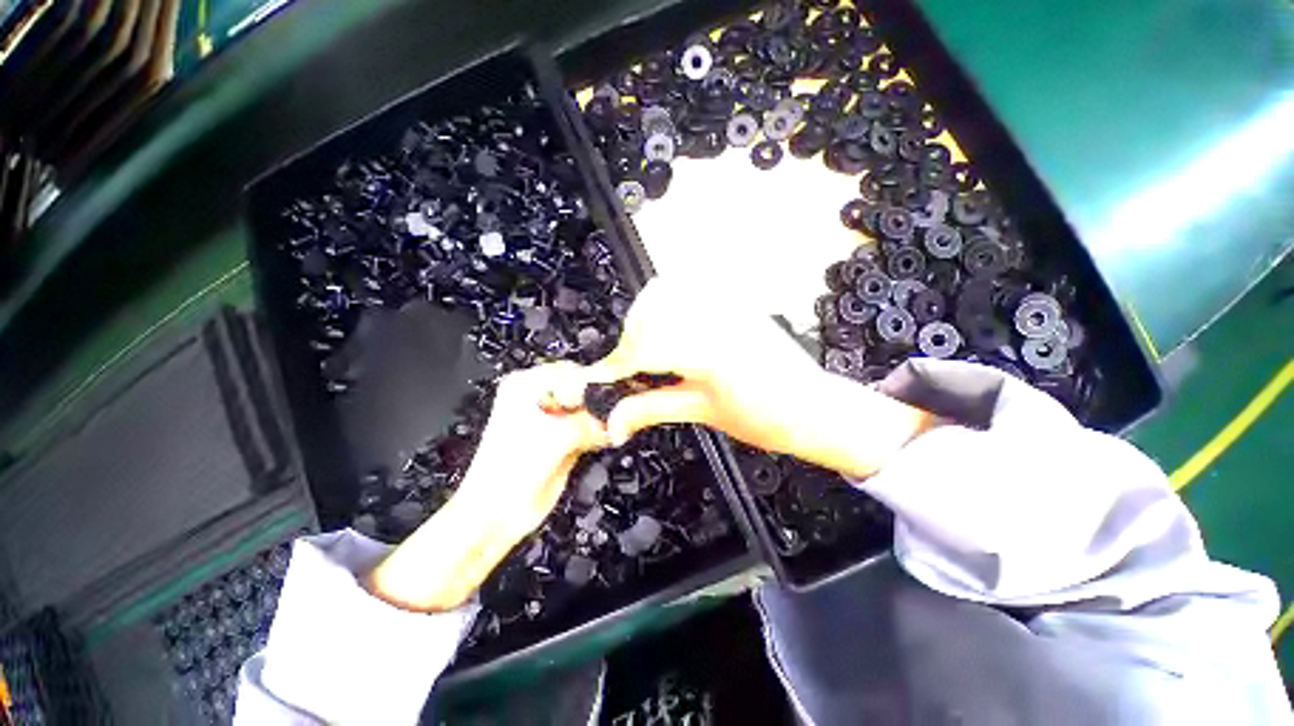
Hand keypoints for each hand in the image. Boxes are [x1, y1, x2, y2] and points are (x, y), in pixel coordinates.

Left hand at [368, 363, 609, 611]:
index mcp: (525, 386)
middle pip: (583, 390)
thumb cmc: (509, 474)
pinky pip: (589, 428)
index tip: (614, 399)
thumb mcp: (557, 437)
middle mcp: (537, 399)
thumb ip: (592, 422)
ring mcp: (550, 420)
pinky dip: (599, 433)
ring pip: (588, 410)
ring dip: (602, 420)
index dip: (595, 385)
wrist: (498, 515)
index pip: (572, 371)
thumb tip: (617, 418)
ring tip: (609, 430)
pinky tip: (605, 439)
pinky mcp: (562, 440)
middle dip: (601, 403)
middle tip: (615, 416)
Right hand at [553, 277, 933, 478]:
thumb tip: (612, 421)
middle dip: (630, 342)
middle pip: (650, 310)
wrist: (814, 407)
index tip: (601, 381)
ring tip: (649, 353)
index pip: (646, 348)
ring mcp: (730, 303)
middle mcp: (720, 317)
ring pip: (666, 292)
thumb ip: (652, 409)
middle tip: (629, 371)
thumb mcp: (704, 414)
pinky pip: (690, 289)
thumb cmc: (768, 418)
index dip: (617, 366)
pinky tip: (671, 333)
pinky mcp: (735, 301)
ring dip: (647, 320)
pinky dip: (668, 307)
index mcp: (713, 351)